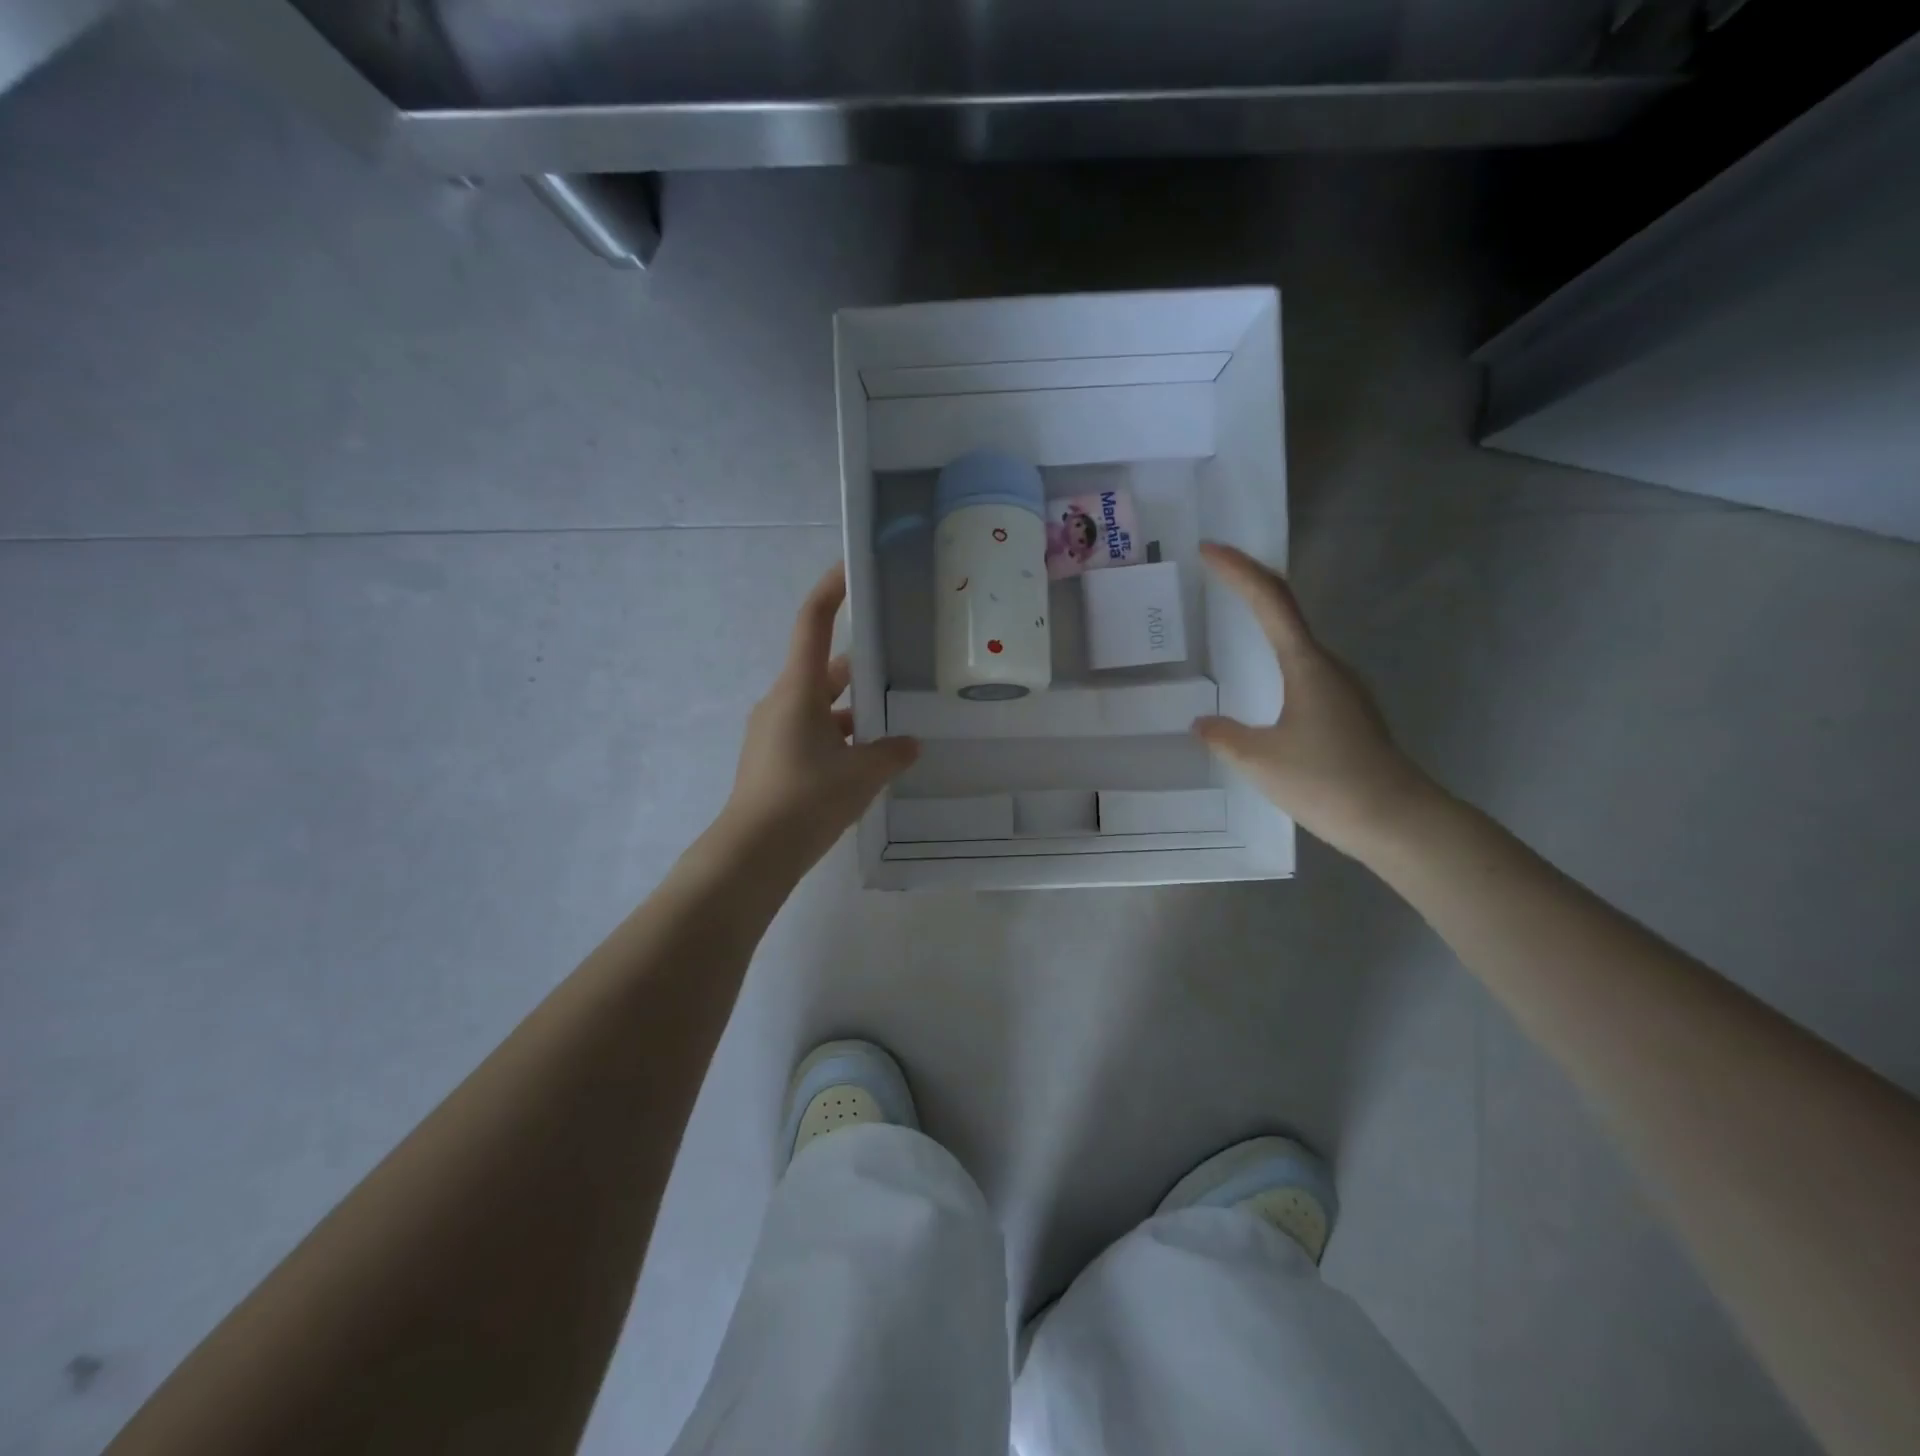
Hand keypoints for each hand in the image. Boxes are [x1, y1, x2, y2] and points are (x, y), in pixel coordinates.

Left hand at [717, 564, 918, 873]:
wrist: (753, 853)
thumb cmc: (806, 799)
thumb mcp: (861, 775)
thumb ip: (891, 754)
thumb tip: (909, 744)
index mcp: (798, 690)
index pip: (813, 623)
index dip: (831, 591)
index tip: (852, 568)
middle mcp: (781, 701)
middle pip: (824, 670)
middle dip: (862, 669)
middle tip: (901, 668)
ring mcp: (773, 731)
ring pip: (821, 706)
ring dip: (853, 711)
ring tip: (894, 725)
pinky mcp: (773, 759)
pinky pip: (812, 733)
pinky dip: (839, 738)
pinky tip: (867, 762)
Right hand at [1192, 543, 1437, 859]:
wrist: (1397, 821)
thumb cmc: (1327, 782)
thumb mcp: (1260, 760)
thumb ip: (1224, 736)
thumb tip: (1203, 724)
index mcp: (1306, 664)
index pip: (1270, 599)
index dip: (1238, 570)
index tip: (1208, 549)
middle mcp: (1328, 665)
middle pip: (1286, 609)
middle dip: (1249, 585)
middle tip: (1213, 575)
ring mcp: (1342, 688)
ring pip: (1296, 641)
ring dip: (1264, 621)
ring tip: (1228, 622)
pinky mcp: (1346, 712)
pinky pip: (1302, 669)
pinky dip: (1275, 656)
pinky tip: (1261, 683)